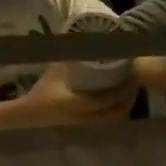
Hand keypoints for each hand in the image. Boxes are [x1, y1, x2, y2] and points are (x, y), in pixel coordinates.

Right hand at [22, 63, 139, 124]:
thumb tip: (84, 42)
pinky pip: (108, 119)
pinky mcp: (86, 124)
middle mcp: (89, 115)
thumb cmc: (42, 89)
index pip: (111, 97)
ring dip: (124, 105)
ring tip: (129, 91)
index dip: (125, 89)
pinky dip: (116, 110)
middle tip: (134, 83)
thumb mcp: (56, 71)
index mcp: (83, 102)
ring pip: (115, 117)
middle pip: (119, 110)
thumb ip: (71, 59)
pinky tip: (117, 101)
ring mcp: (89, 122)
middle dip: (129, 98)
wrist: (31, 111)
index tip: (133, 77)